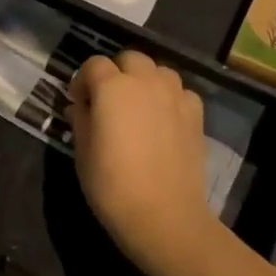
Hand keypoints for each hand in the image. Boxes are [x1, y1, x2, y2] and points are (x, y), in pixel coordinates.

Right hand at [68, 51, 214, 273]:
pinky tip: (162, 120)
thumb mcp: (82, 152)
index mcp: (112, 87)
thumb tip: (81, 106)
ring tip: (138, 107)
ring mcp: (175, 95)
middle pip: (129, 59)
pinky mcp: (196, 114)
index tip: (78, 103)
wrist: (164, 216)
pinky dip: (169, 98)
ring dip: (145, 81)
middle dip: (116, 73)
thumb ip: (80, 119)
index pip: (94, 65)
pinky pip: (180, 92)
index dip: (83, 81)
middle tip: (108, 101)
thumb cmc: (112, 185)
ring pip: (158, 71)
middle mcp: (146, 81)